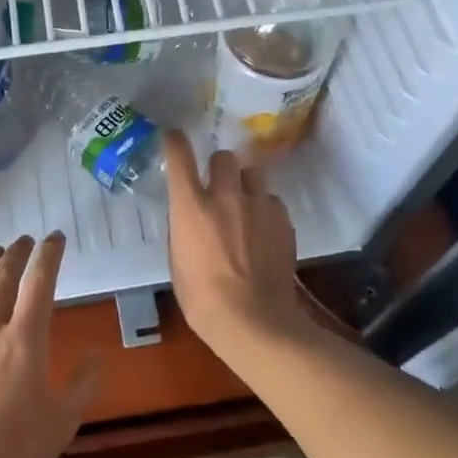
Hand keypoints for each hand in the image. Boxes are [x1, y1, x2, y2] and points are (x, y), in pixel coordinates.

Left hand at [0, 234, 97, 457]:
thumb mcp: (60, 424)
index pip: (40, 282)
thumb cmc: (8, 451)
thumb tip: (95, 356)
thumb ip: (81, 386)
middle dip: (16, 253)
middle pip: (3, 277)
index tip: (55, 237)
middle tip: (23, 240)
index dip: (49, 255)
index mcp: (24, 340)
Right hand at [164, 131, 309, 354]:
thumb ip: (184, 227)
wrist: (254, 320)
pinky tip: (263, 230)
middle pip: (224, 157)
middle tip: (218, 185)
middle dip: (219, 167)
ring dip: (245, 184)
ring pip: (253, 173)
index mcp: (191, 206)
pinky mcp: (283, 220)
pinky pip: (272, 201)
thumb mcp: (178, 260)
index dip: (175, 141)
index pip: (180, 155)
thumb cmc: (202, 298)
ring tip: (245, 205)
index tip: (174, 137)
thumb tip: (190, 216)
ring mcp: (258, 205)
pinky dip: (265, 209)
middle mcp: (225, 195)